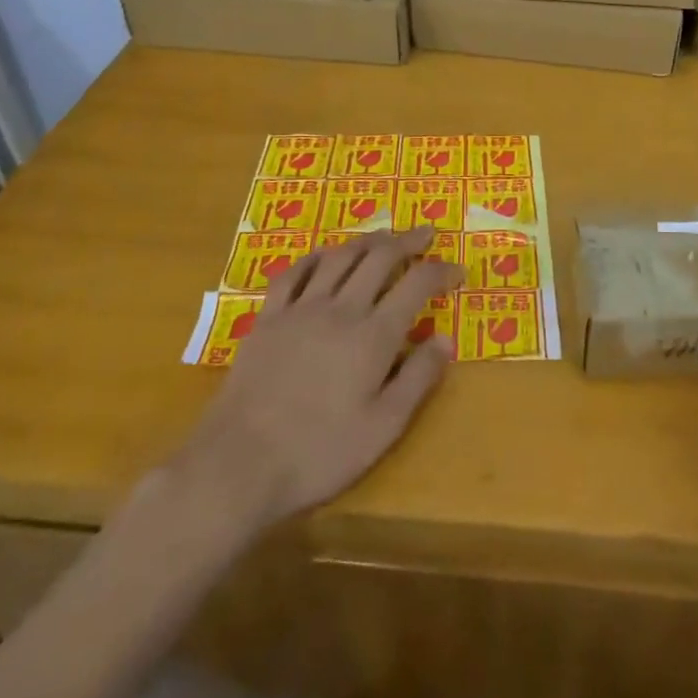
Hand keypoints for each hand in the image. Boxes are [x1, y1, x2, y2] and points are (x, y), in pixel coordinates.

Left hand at [169, 228, 460, 529]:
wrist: (239, 464)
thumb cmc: (320, 452)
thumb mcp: (383, 427)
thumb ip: (418, 378)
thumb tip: (446, 339)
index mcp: (374, 335)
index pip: (417, 284)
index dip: (441, 271)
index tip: (458, 270)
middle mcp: (341, 309)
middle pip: (379, 258)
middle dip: (408, 241)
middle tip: (426, 233)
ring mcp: (300, 309)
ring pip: (339, 257)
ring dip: (366, 240)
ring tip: (384, 236)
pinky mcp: (268, 319)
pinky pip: (293, 273)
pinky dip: (315, 257)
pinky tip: (324, 255)